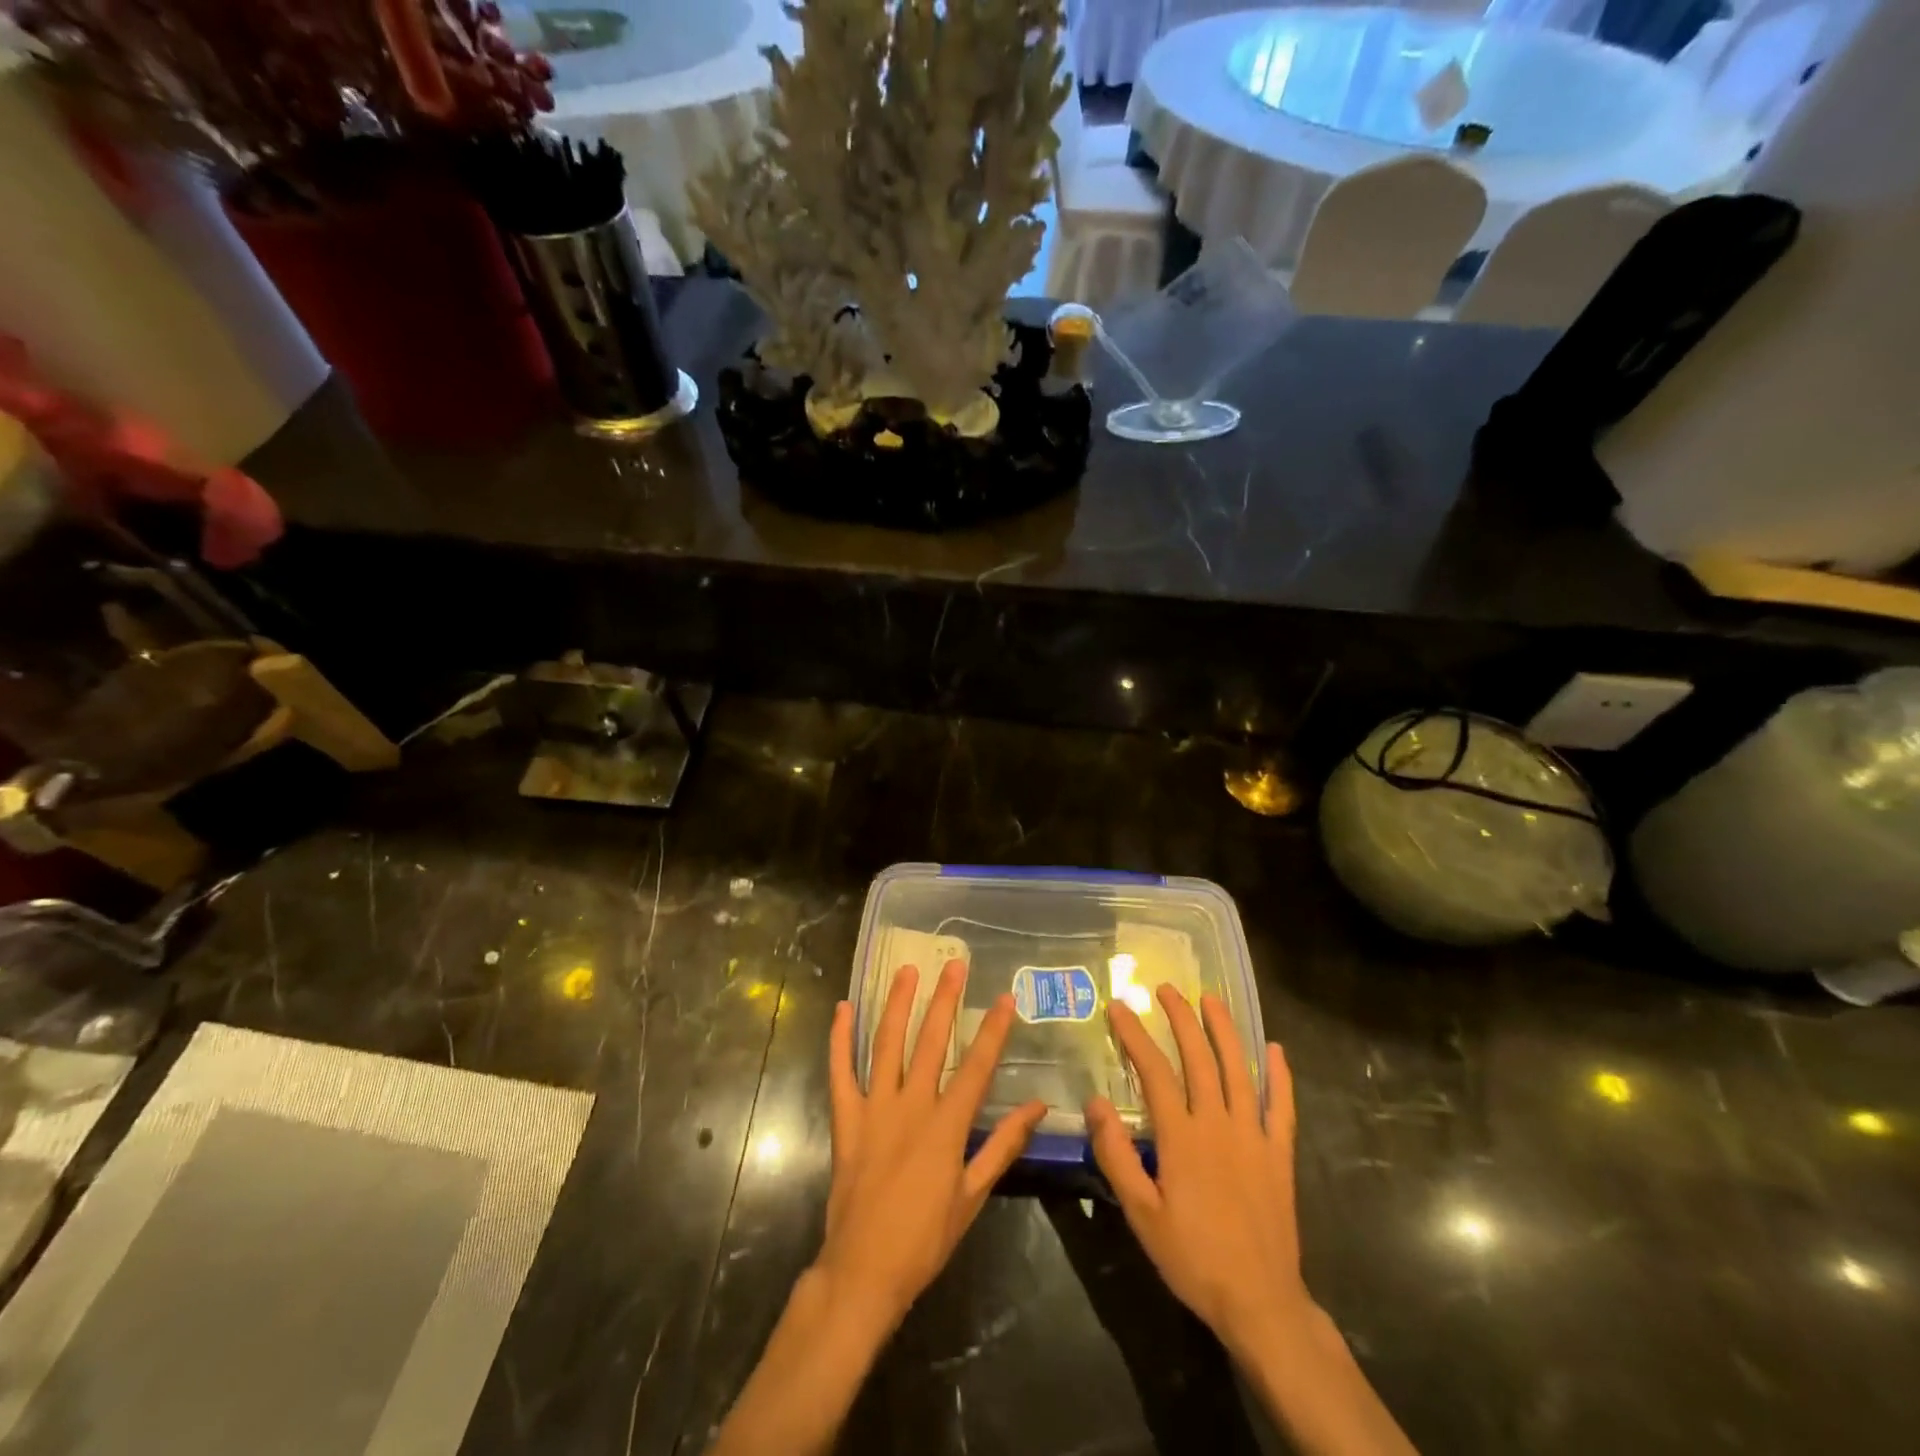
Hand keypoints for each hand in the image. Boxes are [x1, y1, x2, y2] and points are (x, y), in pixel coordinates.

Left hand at [818, 959, 1046, 1337]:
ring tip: (906, 971)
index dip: (993, 1031)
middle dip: (945, 1000)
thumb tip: (1037, 1107)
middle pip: (931, 1042)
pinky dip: (840, 1040)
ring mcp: (874, 1108)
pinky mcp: (846, 1119)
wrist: (864, 1270)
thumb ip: (1003, 1146)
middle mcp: (911, 1106)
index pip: (976, 1067)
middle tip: (954, 965)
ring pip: (887, 1045)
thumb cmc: (925, 1238)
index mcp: (945, 1125)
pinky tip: (843, 1010)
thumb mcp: (973, 1195)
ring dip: (897, 1005)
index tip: (1005, 998)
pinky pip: (841, 1072)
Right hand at [1085, 985, 1310, 1356]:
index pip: (1154, 1071)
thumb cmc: (1192, 1257)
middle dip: (1181, 1019)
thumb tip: (1096, 1102)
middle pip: (1198, 1058)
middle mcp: (1218, 1124)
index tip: (1120, 1007)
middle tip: (1166, 989)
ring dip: (1224, 1031)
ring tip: (1211, 999)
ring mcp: (1253, 1136)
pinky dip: (1279, 1076)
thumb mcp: (1141, 1213)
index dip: (1135, 1035)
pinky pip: (1281, 1106)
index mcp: (1182, 1136)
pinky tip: (1275, 1049)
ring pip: (1238, 1070)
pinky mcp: (1278, 1154)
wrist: (1259, 1302)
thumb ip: (1116, 1155)